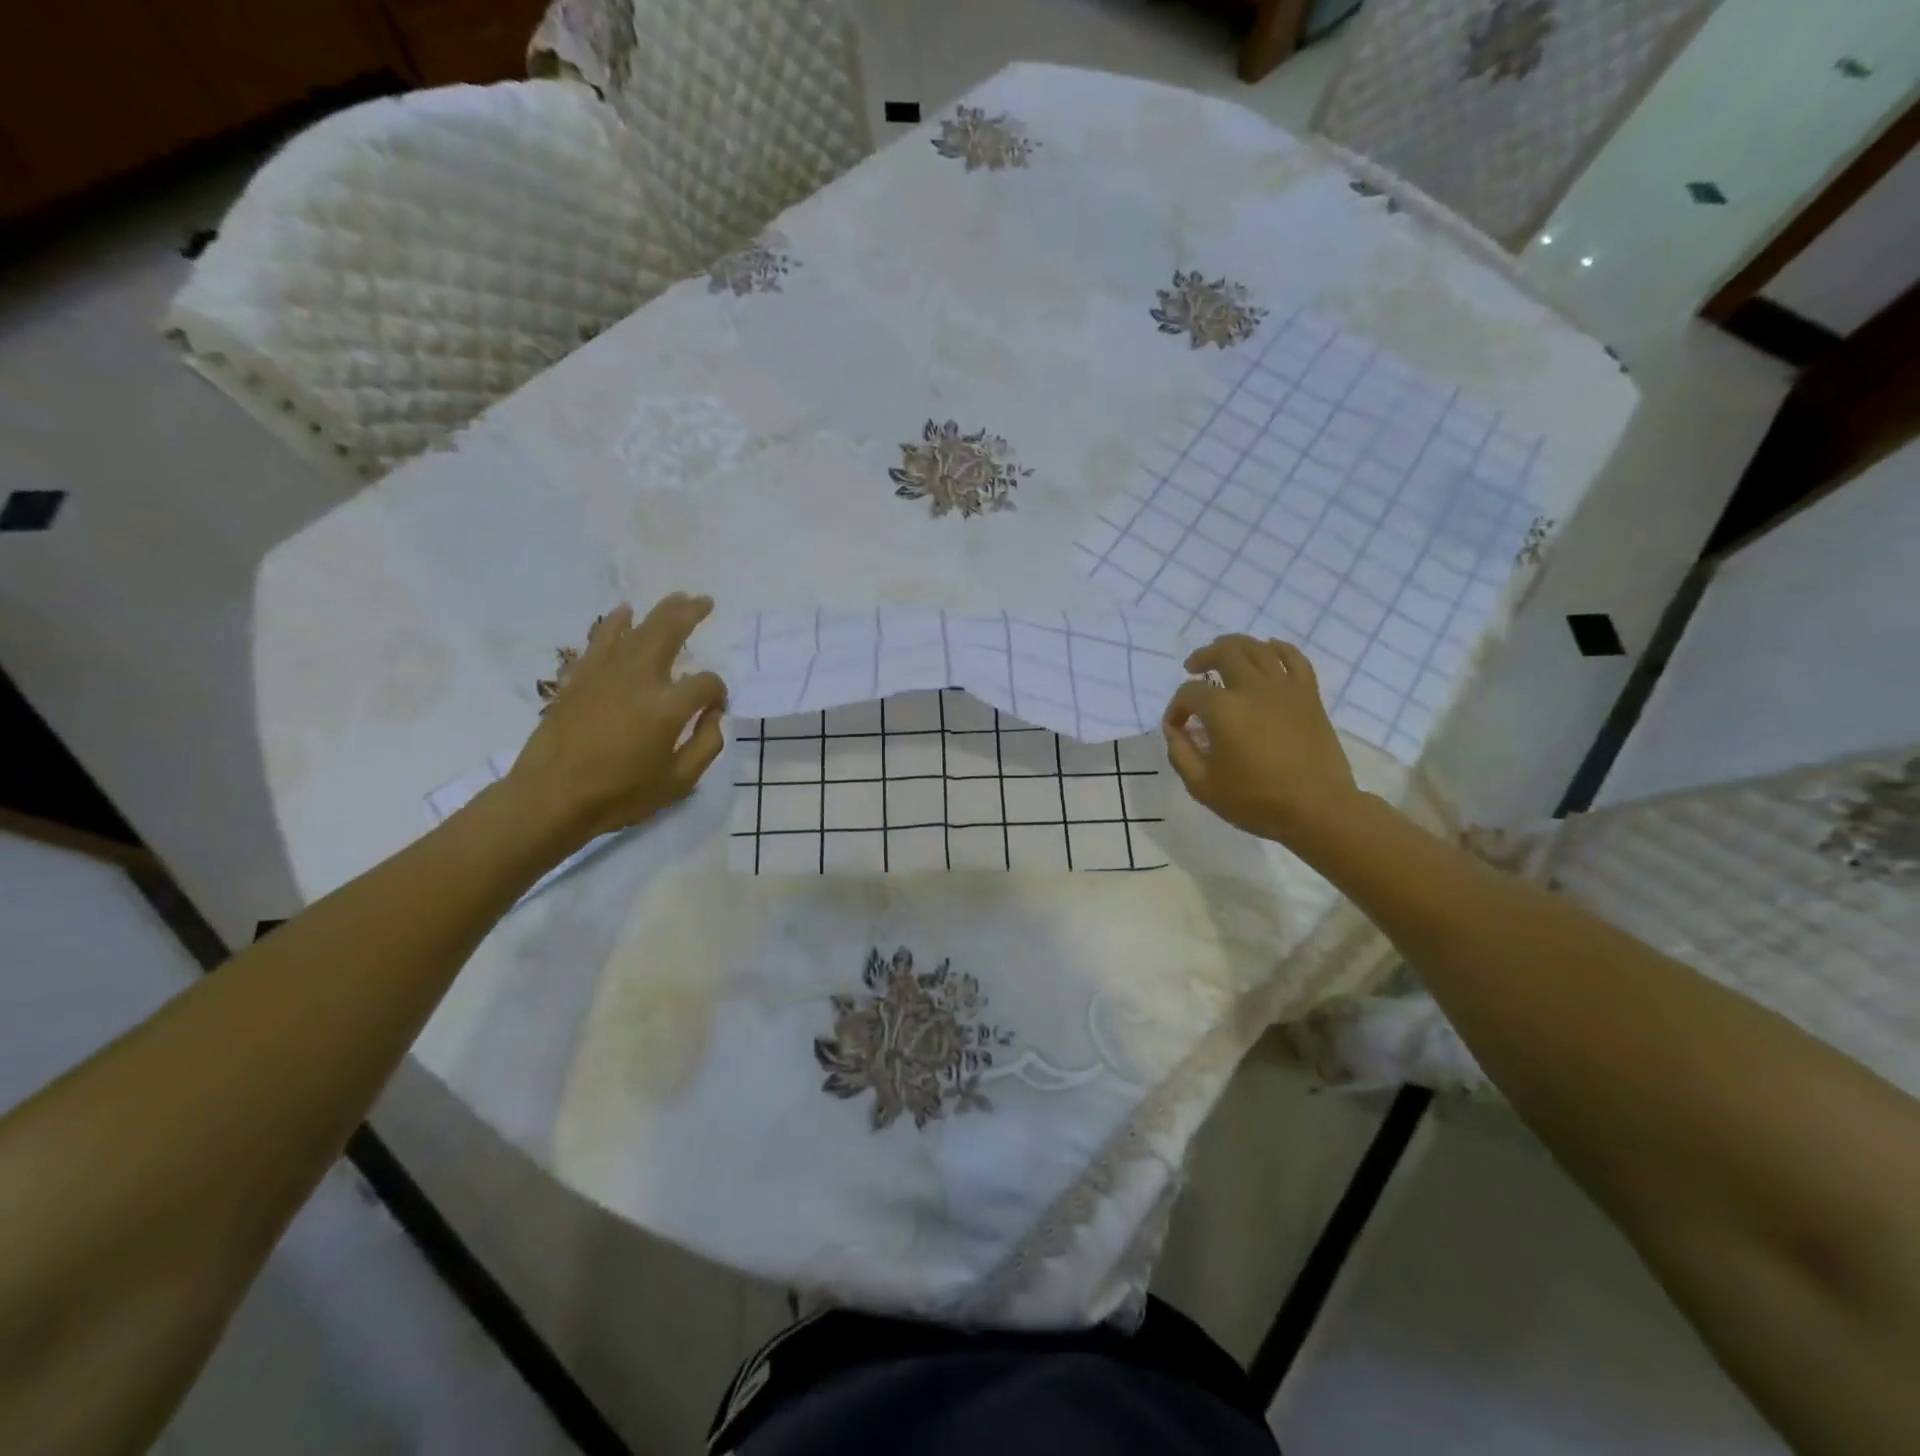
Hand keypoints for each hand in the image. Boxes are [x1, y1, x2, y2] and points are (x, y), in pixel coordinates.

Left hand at [502, 594, 727, 848]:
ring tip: (678, 598)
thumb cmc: (620, 795)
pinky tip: (624, 612)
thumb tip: (713, 715)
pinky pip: (600, 640)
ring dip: (660, 611)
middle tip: (705, 601)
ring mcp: (605, 674)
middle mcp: (638, 680)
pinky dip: (614, 623)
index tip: (714, 710)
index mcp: (667, 708)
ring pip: (637, 630)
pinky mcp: (580, 678)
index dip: (718, 693)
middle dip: (691, 614)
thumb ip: (706, 745)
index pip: (706, 684)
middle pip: (669, 632)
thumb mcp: (679, 782)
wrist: (551, 798)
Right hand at [1162, 635, 1360, 844]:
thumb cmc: (1256, 800)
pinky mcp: (1308, 695)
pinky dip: (1278, 649)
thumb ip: (1180, 753)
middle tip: (1194, 668)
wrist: (1317, 808)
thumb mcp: (1202, 786)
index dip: (1176, 708)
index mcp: (1223, 710)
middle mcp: (1252, 688)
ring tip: (1224, 654)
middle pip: (1224, 653)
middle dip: (1203, 657)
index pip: (1189, 694)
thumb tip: (1174, 729)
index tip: (1177, 727)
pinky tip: (1268, 651)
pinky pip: (1294, 658)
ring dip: (1235, 645)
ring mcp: (1284, 688)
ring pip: (1257, 648)